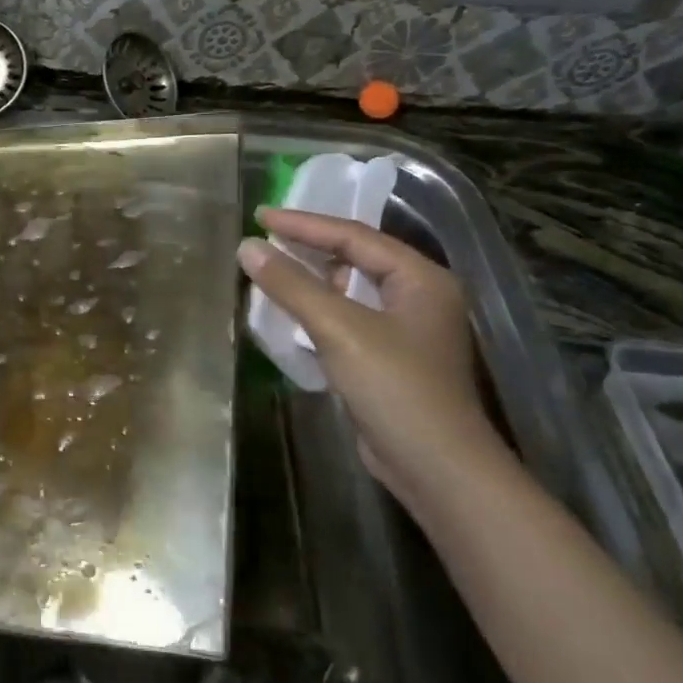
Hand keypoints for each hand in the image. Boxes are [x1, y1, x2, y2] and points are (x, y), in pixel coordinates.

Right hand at [237, 209, 498, 500]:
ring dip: (310, 281)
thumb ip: (292, 285)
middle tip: (263, 238)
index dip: (304, 224)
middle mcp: (417, 296)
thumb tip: (247, 248)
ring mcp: (404, 330)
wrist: (435, 467)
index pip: (354, 236)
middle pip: (354, 258)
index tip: (260, 215)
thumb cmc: (395, 387)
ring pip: (349, 290)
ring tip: (269, 270)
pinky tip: (288, 313)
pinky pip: (346, 320)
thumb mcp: (339, 329)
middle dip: (308, 248)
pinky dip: (317, 312)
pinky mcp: (388, 359)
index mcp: (419, 278)